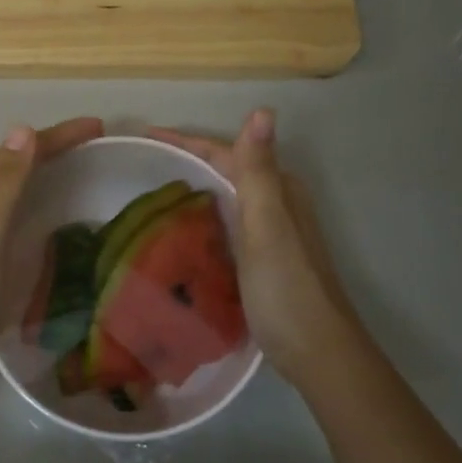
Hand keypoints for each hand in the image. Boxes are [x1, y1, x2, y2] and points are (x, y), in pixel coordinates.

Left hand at [0, 116, 104, 371]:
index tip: (99, 127)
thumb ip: (4, 180)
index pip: (21, 148)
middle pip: (13, 159)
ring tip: (71, 170)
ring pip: (4, 179)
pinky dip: (23, 193)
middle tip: (92, 147)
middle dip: (51, 148)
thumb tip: (24, 128)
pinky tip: (33, 207)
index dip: (61, 135)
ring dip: (36, 168)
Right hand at [148, 110, 367, 392]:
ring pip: (227, 199)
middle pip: (227, 172)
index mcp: (278, 190)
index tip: (147, 134)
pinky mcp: (264, 260)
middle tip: (143, 164)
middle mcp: (278, 204)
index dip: (187, 141)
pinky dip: (204, 220)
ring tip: (153, 194)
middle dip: (187, 162)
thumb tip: (262, 110)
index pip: (226, 152)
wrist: (318, 353)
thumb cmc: (286, 288)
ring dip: (195, 190)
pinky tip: (182, 233)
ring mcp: (273, 233)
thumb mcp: (267, 225)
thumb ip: (259, 171)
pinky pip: (227, 226)